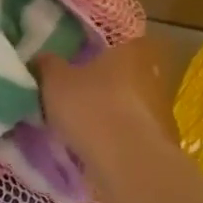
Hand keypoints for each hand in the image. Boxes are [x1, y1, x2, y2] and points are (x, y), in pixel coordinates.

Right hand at [36, 35, 177, 160]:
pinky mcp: (160, 140)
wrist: (127, 162)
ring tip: (81, 125)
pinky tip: (96, 147)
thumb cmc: (91, 107)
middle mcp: (153, 73)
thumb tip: (42, 58)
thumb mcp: (55, 82)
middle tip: (74, 94)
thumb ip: (47, 65)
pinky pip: (131, 131)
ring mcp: (161, 108)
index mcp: (131, 49)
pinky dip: (117, 136)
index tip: (76, 60)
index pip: (115, 40)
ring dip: (110, 112)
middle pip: (123, 73)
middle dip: (102, 83)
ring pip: (128, 104)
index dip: (94, 49)